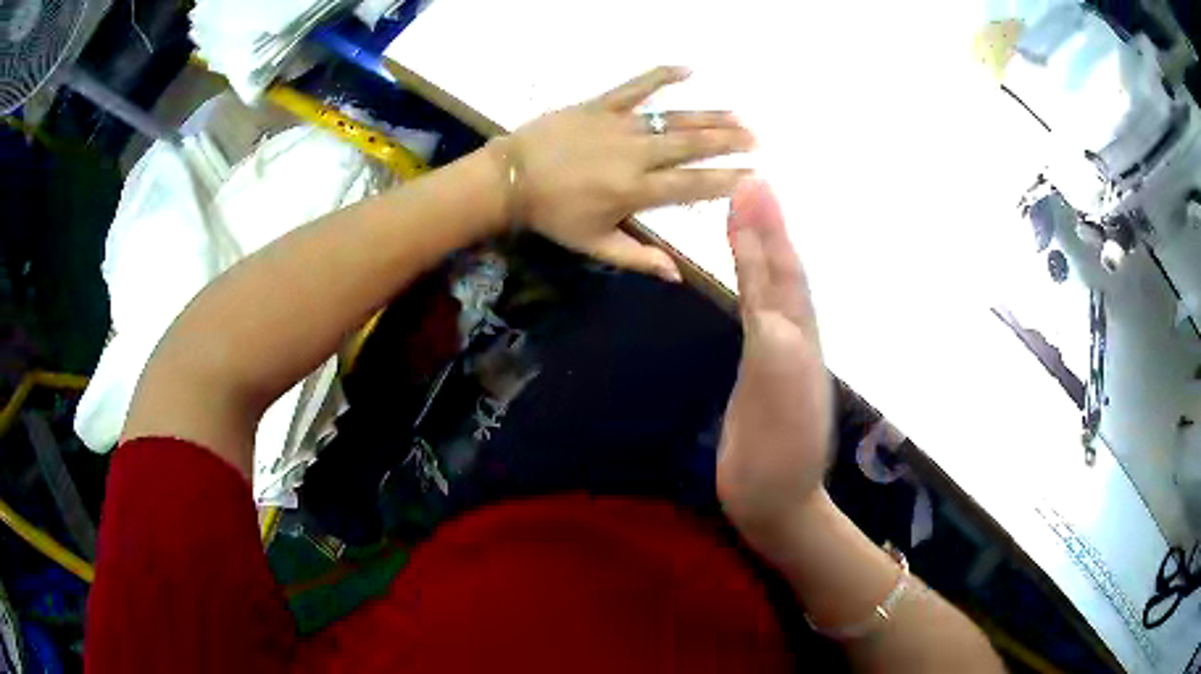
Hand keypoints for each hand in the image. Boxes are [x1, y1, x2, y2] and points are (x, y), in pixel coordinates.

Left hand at [499, 66, 754, 280]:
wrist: (509, 179)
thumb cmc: (553, 216)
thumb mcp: (595, 245)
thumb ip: (638, 257)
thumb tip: (677, 276)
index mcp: (635, 190)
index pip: (691, 184)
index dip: (726, 180)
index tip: (753, 176)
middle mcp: (635, 154)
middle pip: (690, 146)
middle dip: (728, 142)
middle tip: (757, 139)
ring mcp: (619, 125)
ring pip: (673, 118)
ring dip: (708, 116)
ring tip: (739, 116)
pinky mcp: (601, 105)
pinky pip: (636, 86)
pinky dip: (661, 76)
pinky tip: (688, 69)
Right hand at [717, 178, 832, 557]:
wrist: (774, 502)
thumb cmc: (776, 458)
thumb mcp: (775, 403)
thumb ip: (773, 350)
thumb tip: (768, 301)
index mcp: (799, 339)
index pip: (781, 272)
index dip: (767, 229)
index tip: (752, 184)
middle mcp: (794, 338)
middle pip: (779, 272)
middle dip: (764, 227)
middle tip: (748, 183)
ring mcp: (777, 356)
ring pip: (770, 290)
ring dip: (758, 250)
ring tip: (744, 215)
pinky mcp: (758, 373)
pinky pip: (755, 316)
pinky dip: (749, 286)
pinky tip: (744, 277)